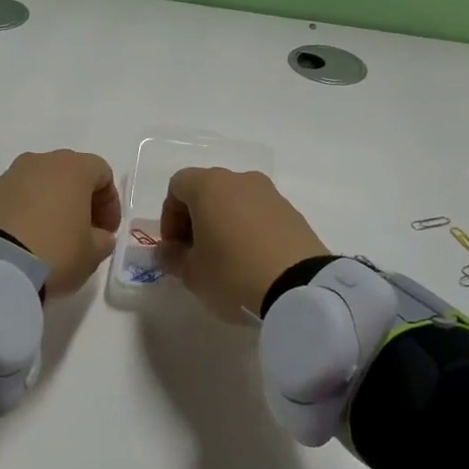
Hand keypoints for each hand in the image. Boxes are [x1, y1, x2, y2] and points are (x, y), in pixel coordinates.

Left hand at [0, 150, 120, 296]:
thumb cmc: (54, 252)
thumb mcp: (91, 254)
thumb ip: (102, 240)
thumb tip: (97, 235)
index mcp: (73, 168)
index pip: (102, 173)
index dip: (110, 202)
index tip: (107, 231)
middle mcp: (41, 162)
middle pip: (69, 172)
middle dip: (79, 199)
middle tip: (82, 231)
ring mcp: (9, 176)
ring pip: (39, 183)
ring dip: (49, 204)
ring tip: (50, 236)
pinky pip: (14, 198)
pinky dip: (23, 212)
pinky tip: (23, 240)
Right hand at [159, 168, 329, 322]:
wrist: (301, 288)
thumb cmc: (233, 274)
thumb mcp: (192, 273)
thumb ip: (171, 257)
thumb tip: (167, 251)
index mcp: (210, 186)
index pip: (177, 186)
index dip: (169, 216)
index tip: (175, 247)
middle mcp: (240, 180)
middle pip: (207, 190)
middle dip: (196, 219)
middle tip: (196, 254)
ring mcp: (270, 194)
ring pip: (235, 201)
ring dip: (224, 223)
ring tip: (226, 260)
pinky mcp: (293, 212)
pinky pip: (259, 214)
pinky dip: (249, 230)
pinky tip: (252, 261)